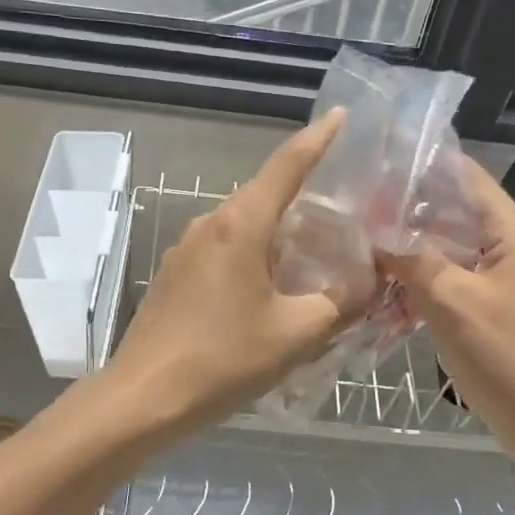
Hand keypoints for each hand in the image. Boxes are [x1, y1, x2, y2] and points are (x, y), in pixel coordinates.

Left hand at [109, 113, 372, 428]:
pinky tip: (273, 287)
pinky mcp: (175, 275)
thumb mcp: (297, 333)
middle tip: (348, 209)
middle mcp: (210, 224)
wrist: (144, 398)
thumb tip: (370, 281)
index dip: (319, 138)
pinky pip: (224, 250)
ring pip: (245, 226)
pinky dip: (255, 255)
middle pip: (265, 195)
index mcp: (240, 225)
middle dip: (306, 196)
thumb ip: (341, 302)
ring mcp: (186, 249)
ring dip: (280, 233)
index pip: (287, 165)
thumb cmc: (223, 360)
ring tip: (318, 254)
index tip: (342, 115)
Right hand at [379, 156, 514, 464]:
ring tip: (362, 241)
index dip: (423, 166)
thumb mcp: (449, 301)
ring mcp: (502, 276)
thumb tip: (372, 235)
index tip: (375, 164)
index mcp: (511, 233)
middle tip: (357, 207)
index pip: (467, 176)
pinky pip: (452, 275)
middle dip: (407, 208)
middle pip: (454, 209)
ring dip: (410, 245)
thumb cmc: (502, 355)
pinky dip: (421, 276)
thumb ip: (410, 260)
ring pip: (448, 245)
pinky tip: (386, 285)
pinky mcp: (492, 302)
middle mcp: (510, 245)